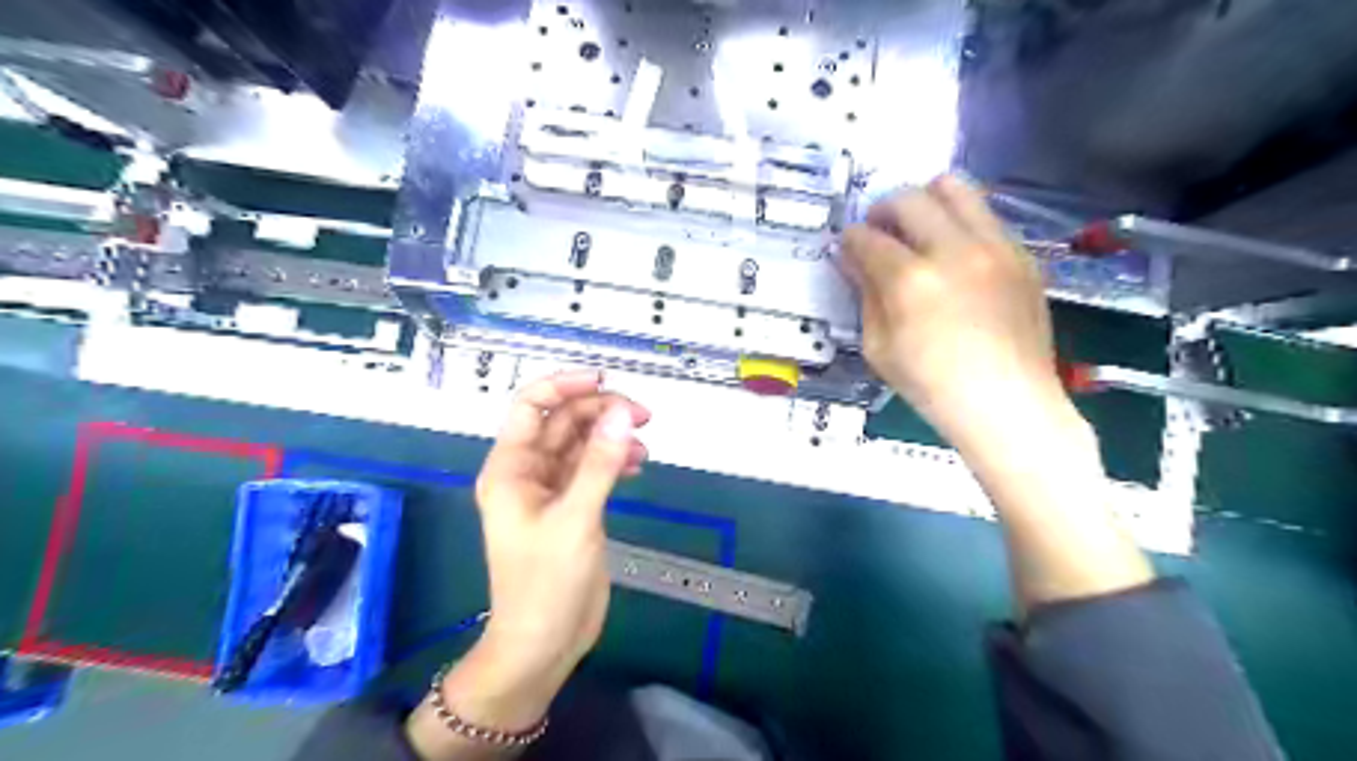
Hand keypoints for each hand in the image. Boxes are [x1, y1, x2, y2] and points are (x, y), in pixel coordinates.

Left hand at [475, 368, 646, 677]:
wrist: (544, 643)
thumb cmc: (546, 583)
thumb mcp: (575, 519)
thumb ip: (600, 464)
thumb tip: (623, 413)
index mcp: (511, 468)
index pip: (530, 406)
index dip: (564, 385)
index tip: (604, 380)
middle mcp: (529, 472)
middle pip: (563, 422)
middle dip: (600, 412)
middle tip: (642, 415)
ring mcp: (552, 489)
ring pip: (582, 443)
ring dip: (611, 435)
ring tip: (644, 443)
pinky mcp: (573, 506)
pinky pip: (594, 468)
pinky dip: (616, 460)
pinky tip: (638, 464)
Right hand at [840, 175, 1069, 452]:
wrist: (1007, 405)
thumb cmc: (932, 387)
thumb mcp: (879, 348)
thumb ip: (865, 295)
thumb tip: (852, 259)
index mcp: (911, 281)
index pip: (868, 237)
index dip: (850, 239)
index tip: (848, 247)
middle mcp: (954, 251)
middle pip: (909, 198)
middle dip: (883, 209)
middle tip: (879, 231)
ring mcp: (995, 247)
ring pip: (956, 188)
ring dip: (926, 201)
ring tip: (918, 227)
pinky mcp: (1022, 254)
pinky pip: (986, 216)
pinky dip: (961, 223)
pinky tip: (955, 255)